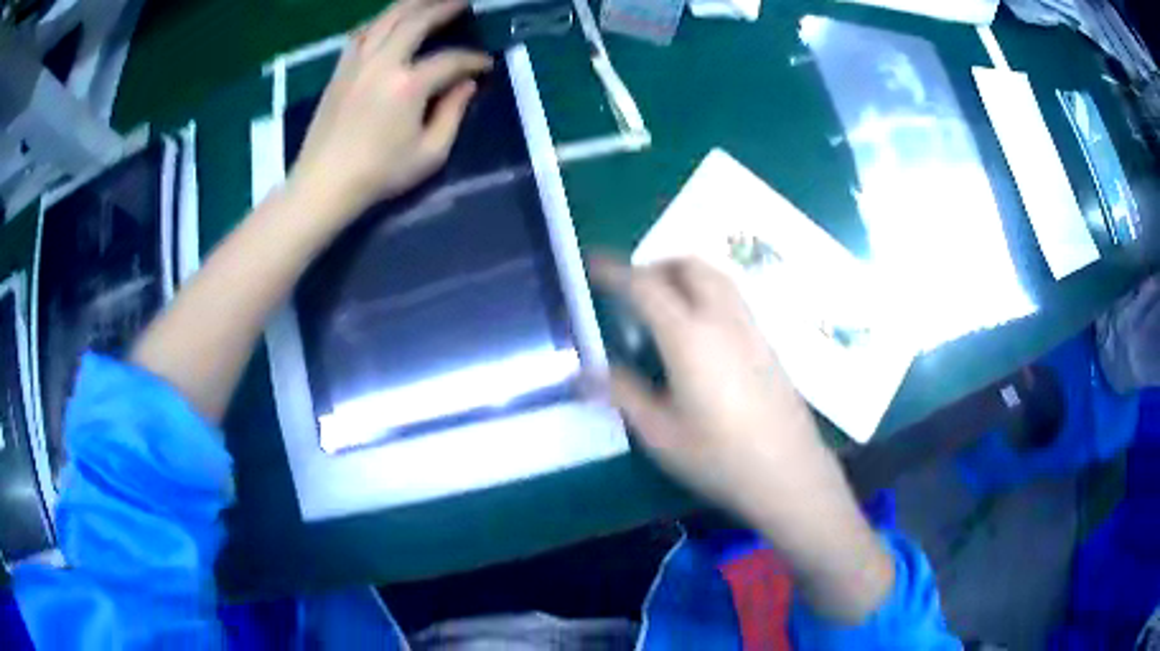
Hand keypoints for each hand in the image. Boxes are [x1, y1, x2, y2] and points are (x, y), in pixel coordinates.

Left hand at [287, 0, 491, 218]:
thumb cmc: (379, 174)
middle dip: (444, 8)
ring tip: (428, 0)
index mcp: (408, 85)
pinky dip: (379, 21)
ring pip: (386, 19)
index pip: (450, 61)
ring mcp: (357, 63)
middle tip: (463, 2)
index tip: (486, 65)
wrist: (324, 184)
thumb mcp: (429, 154)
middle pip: (416, 21)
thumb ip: (453, 114)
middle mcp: (382, 63)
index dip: (473, 60)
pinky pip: (361, 33)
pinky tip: (388, 20)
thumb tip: (467, 85)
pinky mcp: (340, 71)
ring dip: (411, 4)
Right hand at [590, 256, 828, 521]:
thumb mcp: (660, 433)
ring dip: (684, 275)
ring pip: (717, 277)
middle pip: (689, 266)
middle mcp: (723, 320)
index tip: (592, 262)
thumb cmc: (719, 458)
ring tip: (662, 304)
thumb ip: (622, 393)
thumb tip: (582, 374)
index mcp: (689, 336)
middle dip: (655, 265)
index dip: (614, 270)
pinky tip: (699, 331)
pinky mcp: (767, 343)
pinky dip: (707, 292)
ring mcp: (751, 329)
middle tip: (630, 288)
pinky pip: (733, 298)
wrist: (788, 473)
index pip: (645, 285)